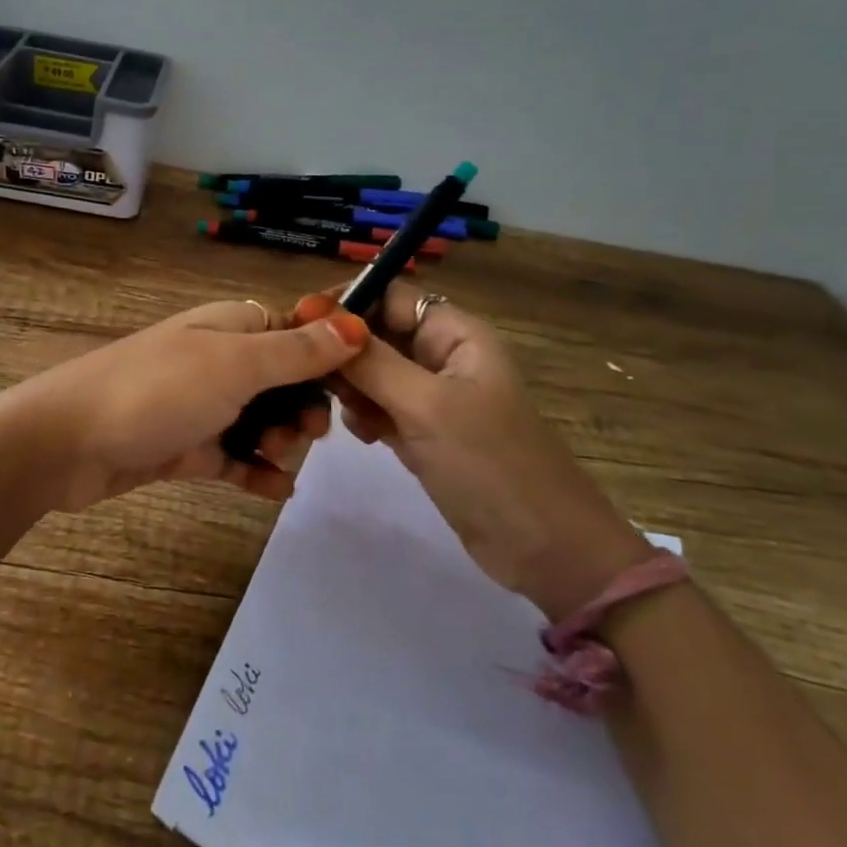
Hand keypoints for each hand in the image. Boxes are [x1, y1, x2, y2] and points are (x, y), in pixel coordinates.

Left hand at [13, 298, 369, 510]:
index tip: (359, 387)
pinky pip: (234, 456)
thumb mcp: (234, 365)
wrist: (67, 443)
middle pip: (285, 380)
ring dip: (282, 441)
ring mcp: (202, 404)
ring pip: (263, 420)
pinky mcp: (186, 446)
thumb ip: (295, 351)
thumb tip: (354, 323)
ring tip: (279, 461)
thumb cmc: (156, 391)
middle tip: (307, 434)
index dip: (330, 356)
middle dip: (305, 407)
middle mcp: (220, 359)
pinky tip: (277, 491)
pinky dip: (257, 471)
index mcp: (232, 326)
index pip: (297, 330)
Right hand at [323, 282, 652, 620]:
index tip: (300, 323)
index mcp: (455, 335)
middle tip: (308, 377)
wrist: (546, 550)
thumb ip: (370, 361)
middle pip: (377, 334)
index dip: (346, 302)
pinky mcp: (424, 434)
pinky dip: (365, 417)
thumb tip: (318, 313)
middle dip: (343, 351)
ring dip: (351, 388)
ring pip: (373, 373)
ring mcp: (433, 398)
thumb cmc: (490, 465)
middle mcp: (442, 357)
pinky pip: (379, 408)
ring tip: (342, 413)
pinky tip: (364, 437)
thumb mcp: (426, 406)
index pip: (390, 295)